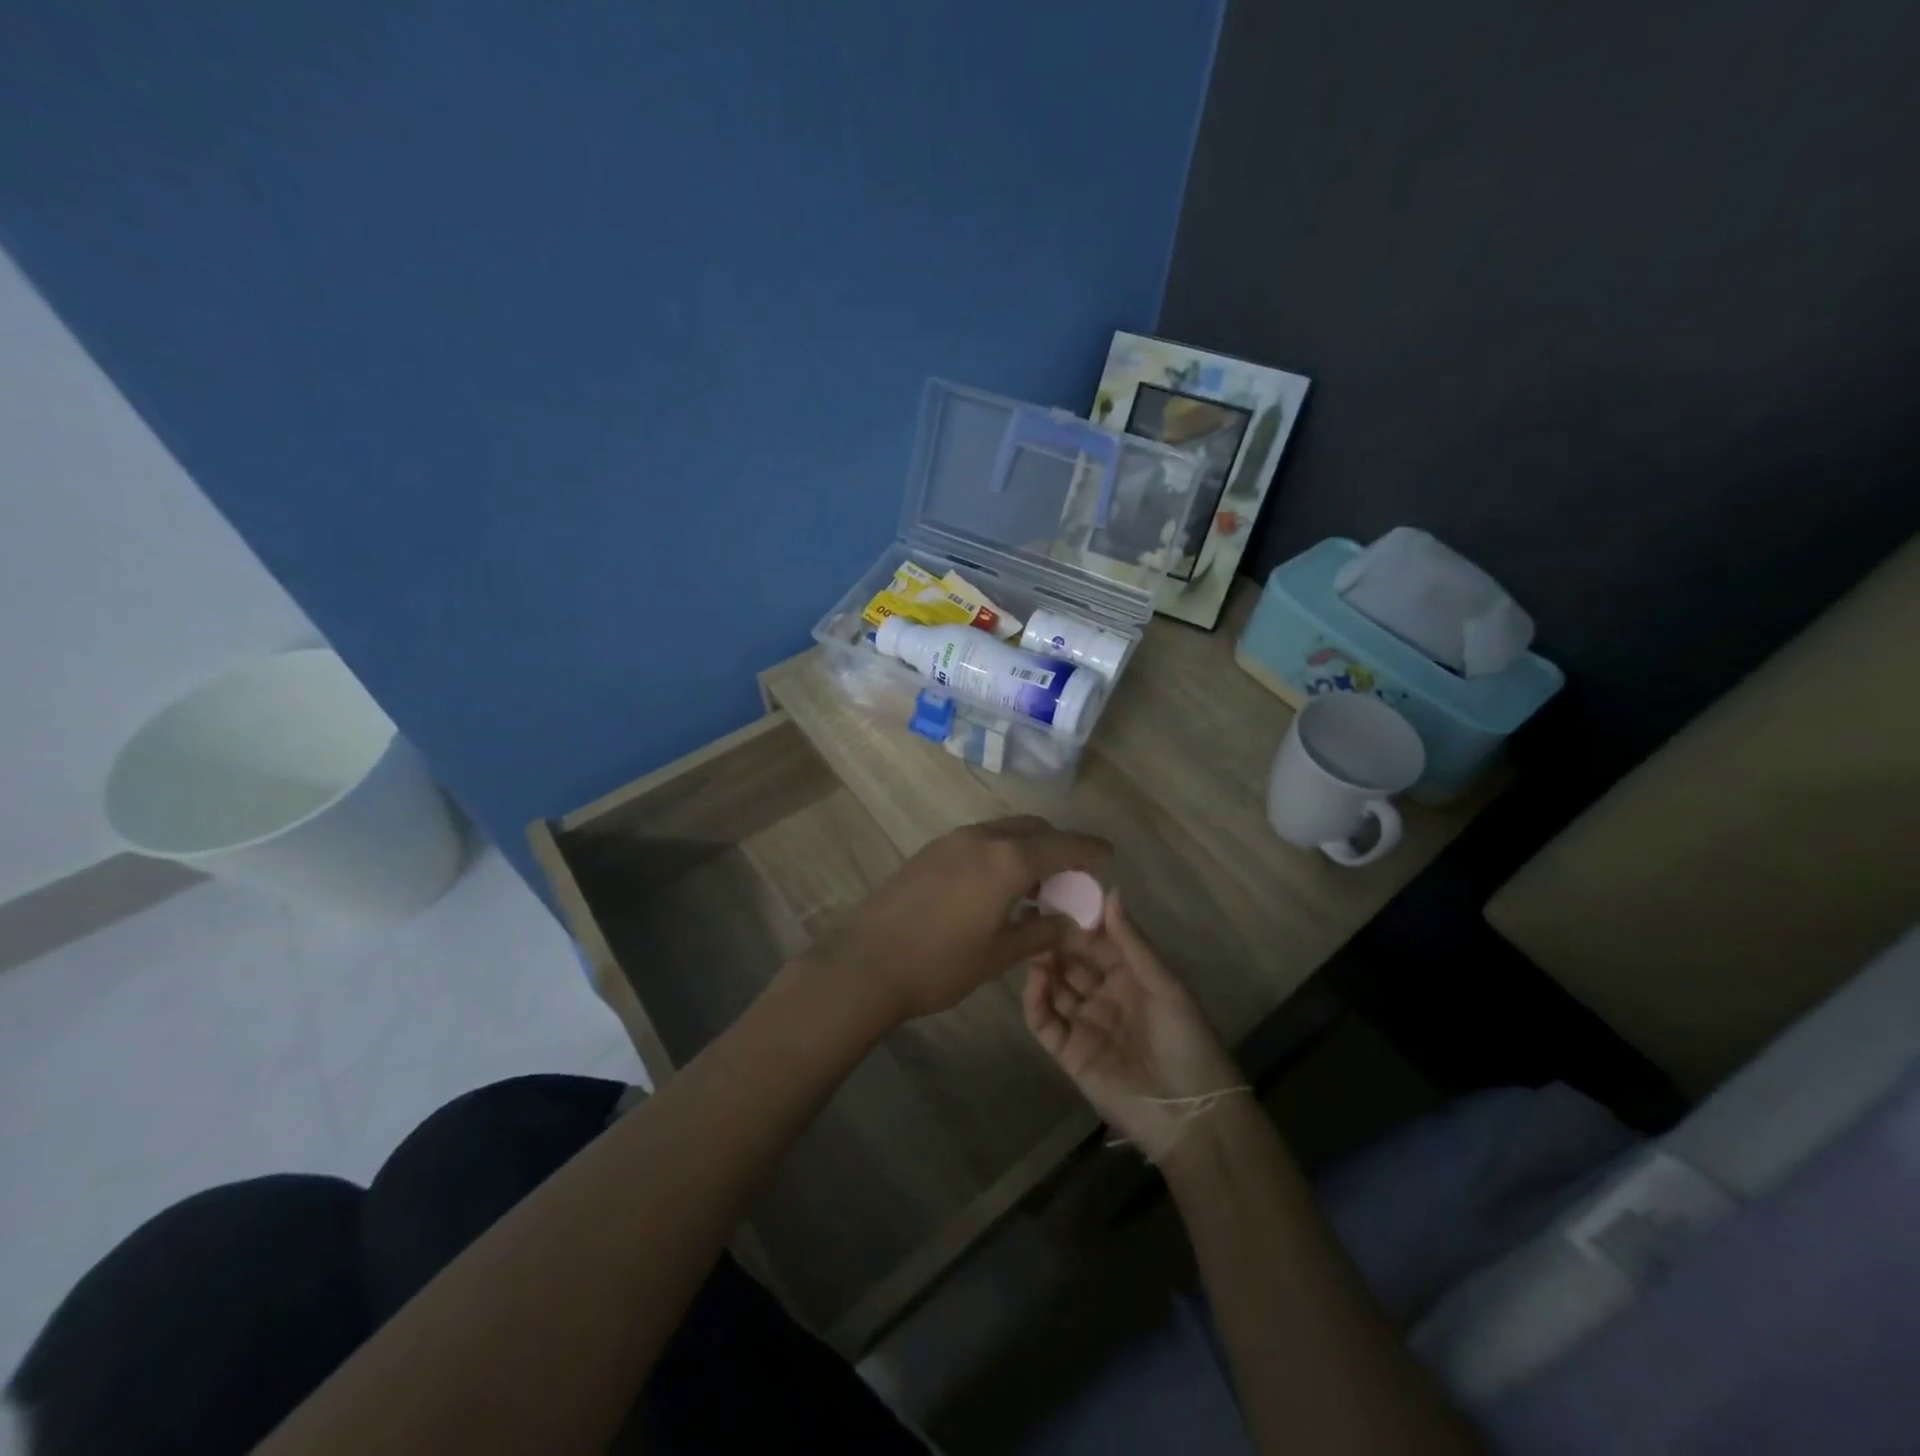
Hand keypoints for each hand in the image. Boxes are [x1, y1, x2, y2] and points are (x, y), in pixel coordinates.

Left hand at [807, 816, 1110, 1025]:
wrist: (865, 962)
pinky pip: (980, 840)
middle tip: (1069, 878)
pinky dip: (1000, 852)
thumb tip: (1074, 922)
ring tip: (1033, 886)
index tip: (1109, 855)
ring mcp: (952, 840)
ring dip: (1026, 848)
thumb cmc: (940, 963)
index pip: (1063, 845)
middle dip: (1057, 846)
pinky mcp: (931, 850)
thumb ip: (1043, 931)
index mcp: (1008, 860)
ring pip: (1004, 831)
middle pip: (1033, 829)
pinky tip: (995, 886)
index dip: (1090, 849)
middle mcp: (982, 838)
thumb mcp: (1000, 953)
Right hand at [1022, 888, 1242, 1160]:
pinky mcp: (1067, 1052)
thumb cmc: (1186, 1041)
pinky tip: (1035, 977)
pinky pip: (1044, 1020)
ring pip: (1054, 985)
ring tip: (1028, 939)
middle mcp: (1104, 994)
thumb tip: (1111, 891)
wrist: (1189, 1115)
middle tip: (1031, 911)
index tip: (1057, 893)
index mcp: (1131, 976)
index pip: (1098, 940)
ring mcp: (1084, 1022)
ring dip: (1042, 963)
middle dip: (1054, 937)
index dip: (1079, 919)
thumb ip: (1132, 942)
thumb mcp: (1165, 986)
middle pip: (1072, 960)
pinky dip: (1035, 998)